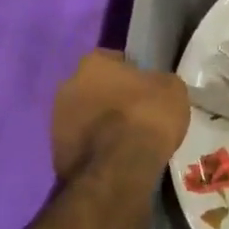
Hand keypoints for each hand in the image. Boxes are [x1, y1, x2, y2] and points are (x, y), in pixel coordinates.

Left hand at [51, 51, 189, 175]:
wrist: (119, 168)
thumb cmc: (147, 116)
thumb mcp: (173, 89)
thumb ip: (159, 81)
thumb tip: (155, 86)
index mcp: (93, 63)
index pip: (114, 60)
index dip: (132, 74)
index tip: (146, 89)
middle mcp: (67, 85)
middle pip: (94, 88)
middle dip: (110, 98)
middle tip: (134, 114)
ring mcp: (56, 120)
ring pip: (84, 116)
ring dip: (100, 124)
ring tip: (125, 140)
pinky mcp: (55, 152)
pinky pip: (81, 143)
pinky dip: (95, 148)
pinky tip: (115, 158)